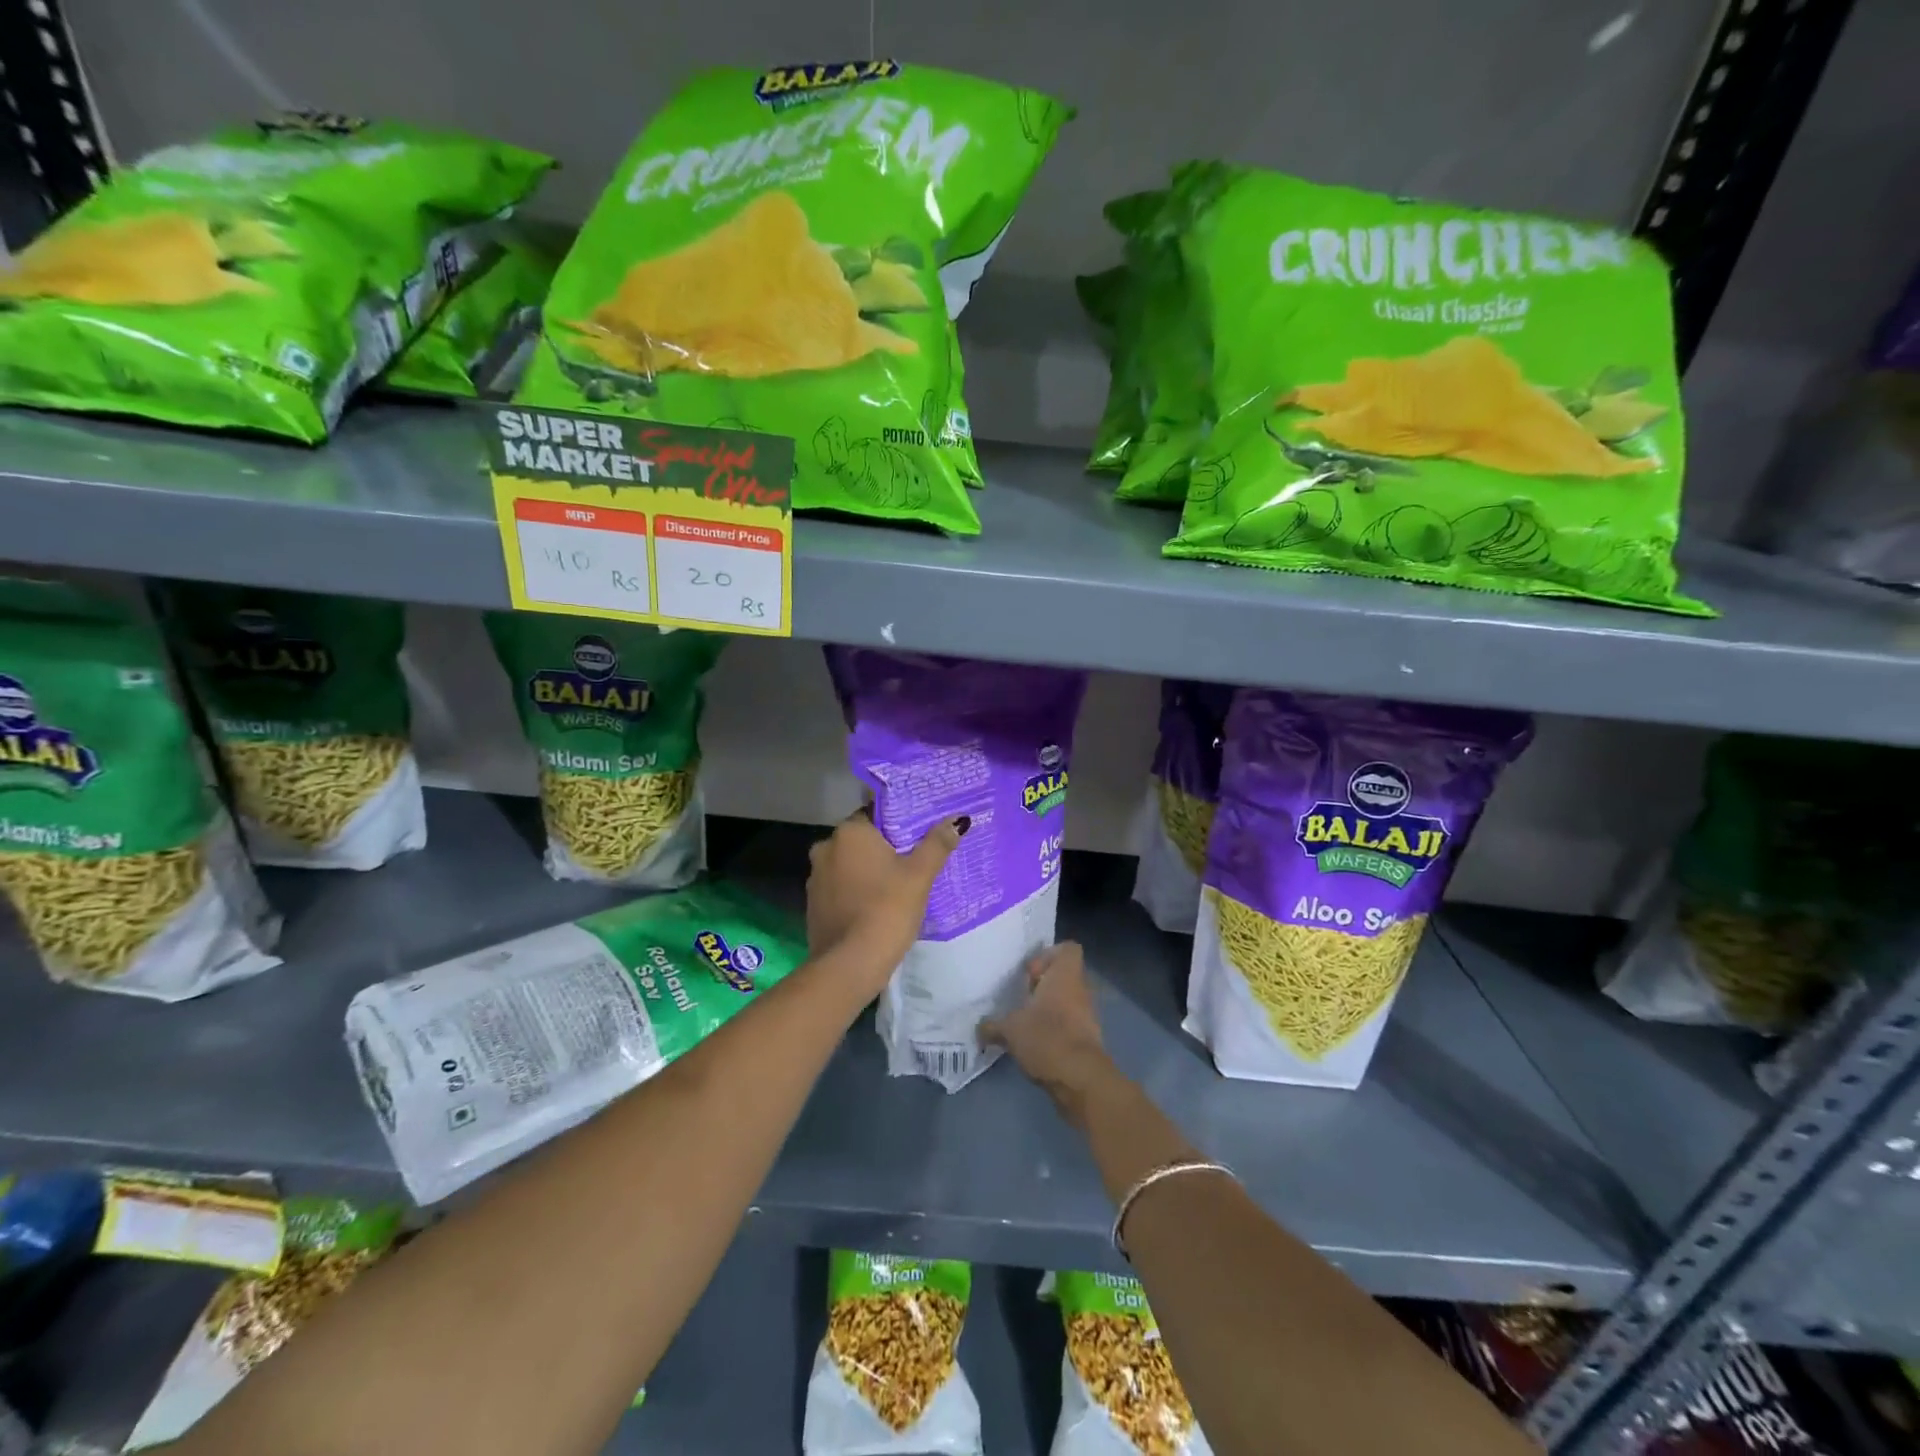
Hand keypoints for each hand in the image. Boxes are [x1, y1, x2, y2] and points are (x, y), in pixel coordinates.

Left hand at [805, 810, 963, 989]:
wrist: (849, 965)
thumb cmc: (886, 910)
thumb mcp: (919, 876)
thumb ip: (937, 844)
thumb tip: (957, 820)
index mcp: (849, 833)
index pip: (875, 814)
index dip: (898, 823)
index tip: (918, 835)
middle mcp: (826, 848)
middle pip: (862, 841)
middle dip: (884, 849)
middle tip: (914, 860)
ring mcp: (816, 878)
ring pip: (849, 865)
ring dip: (869, 871)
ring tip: (898, 885)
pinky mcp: (813, 906)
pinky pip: (841, 889)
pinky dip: (857, 892)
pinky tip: (876, 906)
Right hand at [981, 942, 1111, 1104]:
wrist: (1080, 1079)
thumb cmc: (1046, 1038)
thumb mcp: (1010, 1029)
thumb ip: (993, 1025)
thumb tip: (980, 1028)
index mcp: (1065, 976)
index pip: (1068, 949)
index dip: (1048, 956)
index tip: (1029, 973)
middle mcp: (1080, 990)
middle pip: (1064, 976)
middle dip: (1042, 985)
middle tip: (1021, 998)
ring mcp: (1087, 1015)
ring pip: (1067, 1001)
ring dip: (1048, 1009)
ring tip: (1024, 1023)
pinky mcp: (1088, 1039)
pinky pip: (1070, 1024)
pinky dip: (1055, 1029)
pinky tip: (1035, 1043)